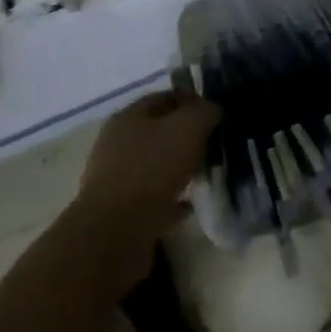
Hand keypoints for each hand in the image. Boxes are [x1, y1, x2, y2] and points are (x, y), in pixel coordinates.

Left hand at [71, 90, 219, 268]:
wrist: (115, 233)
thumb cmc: (151, 169)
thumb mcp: (187, 128)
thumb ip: (203, 112)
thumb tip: (211, 110)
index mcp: (127, 118)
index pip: (163, 97)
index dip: (191, 100)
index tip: (215, 113)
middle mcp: (117, 145)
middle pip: (158, 132)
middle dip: (186, 136)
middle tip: (213, 144)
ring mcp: (116, 180)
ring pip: (155, 166)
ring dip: (179, 169)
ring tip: (205, 174)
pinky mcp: (121, 213)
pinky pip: (153, 199)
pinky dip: (172, 200)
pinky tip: (190, 204)